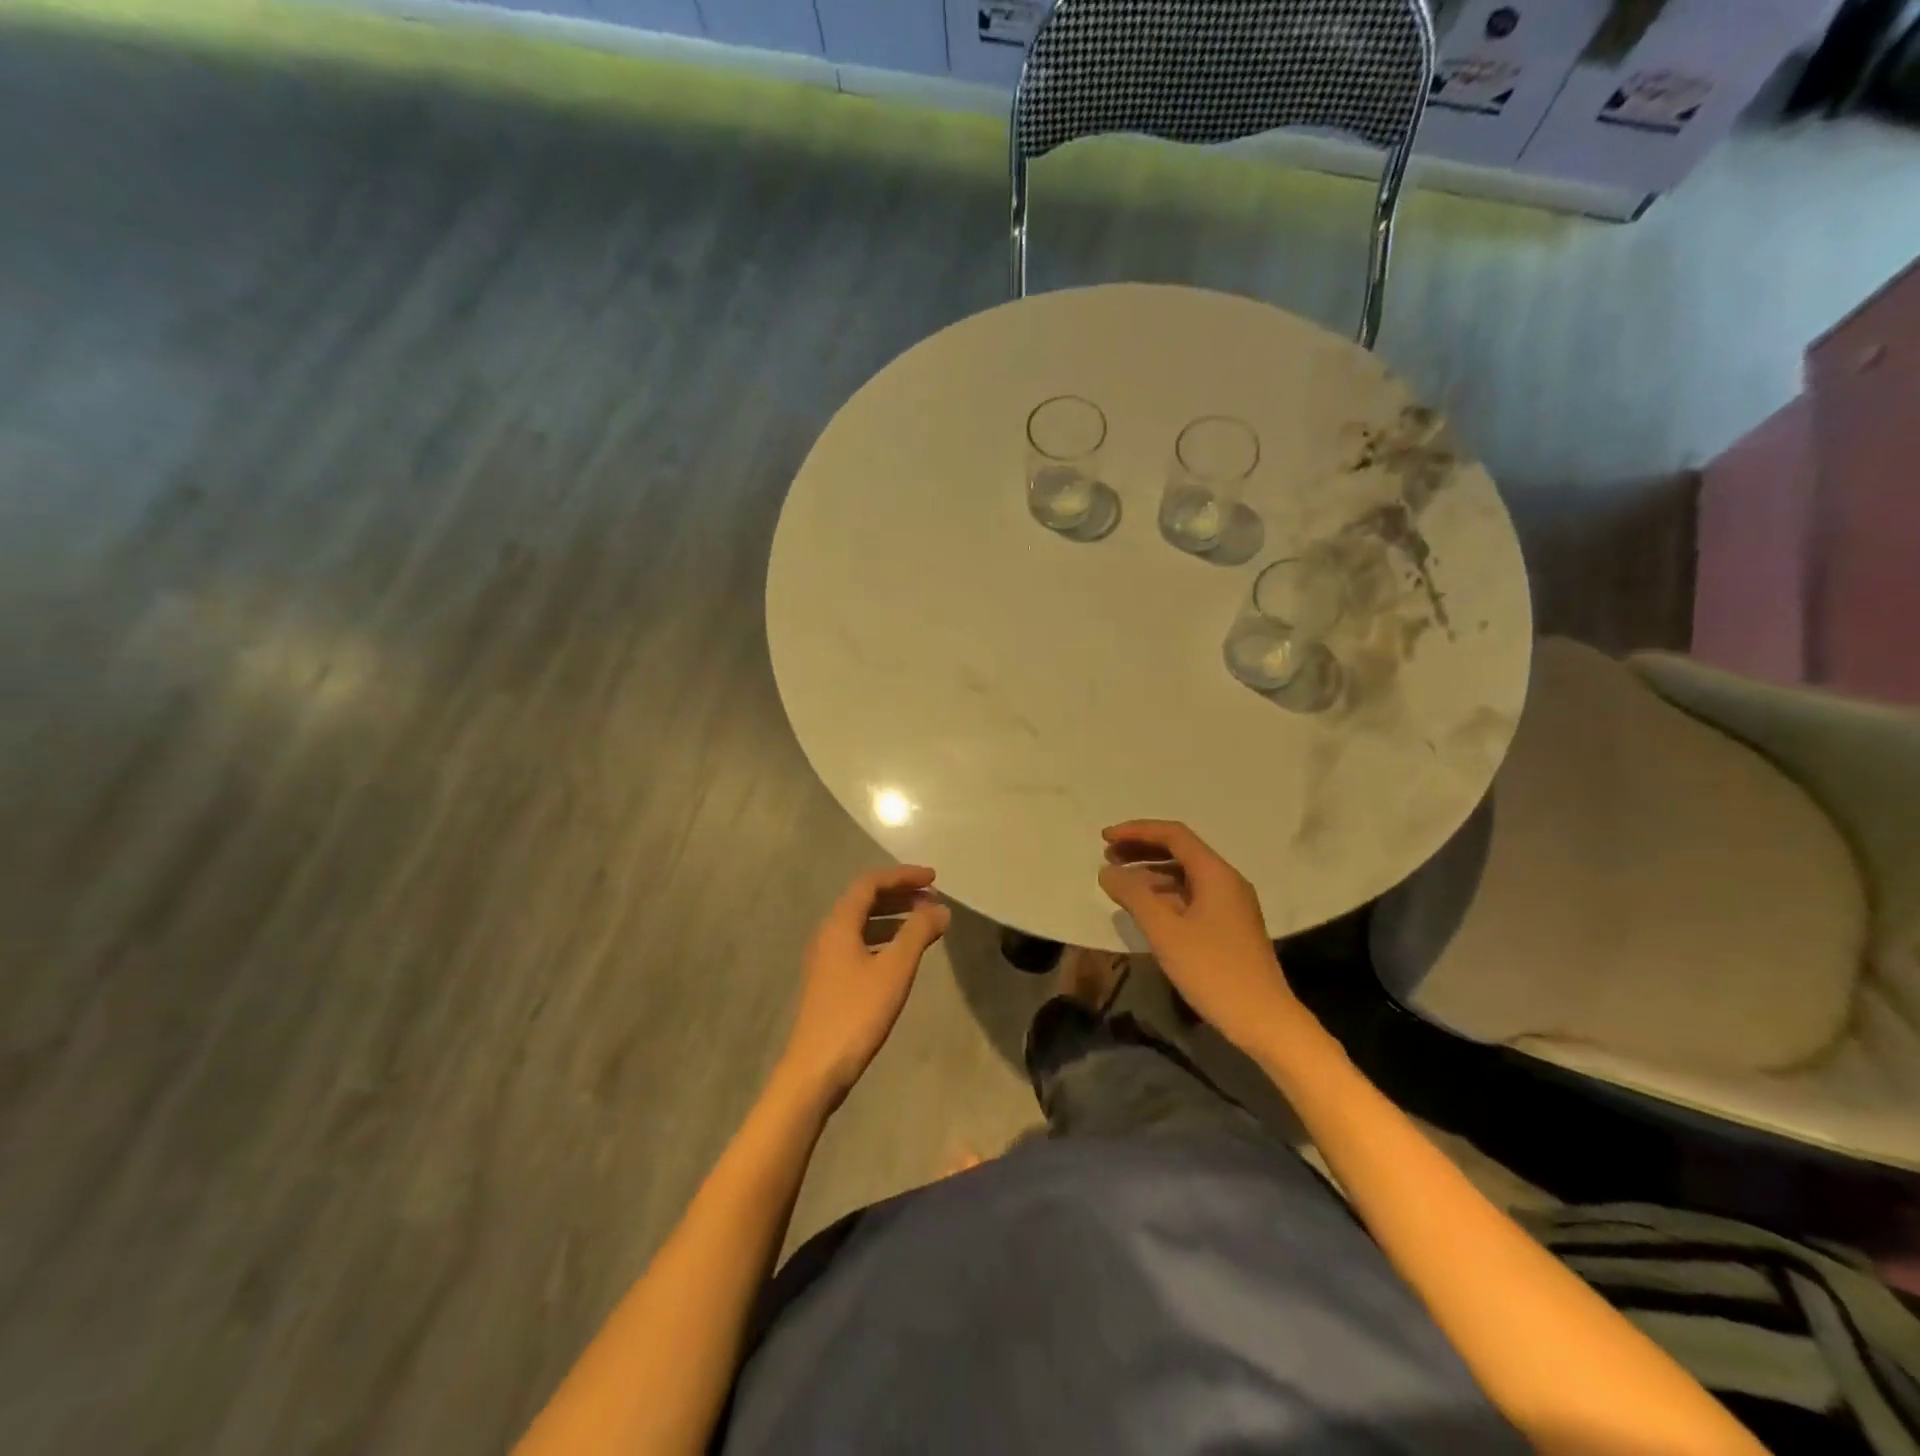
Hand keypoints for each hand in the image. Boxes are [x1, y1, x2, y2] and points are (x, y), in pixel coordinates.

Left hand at [776, 866, 950, 1108]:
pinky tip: (902, 954)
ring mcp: (826, 958)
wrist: (816, 1069)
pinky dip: (884, 938)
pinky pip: (860, 943)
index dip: (903, 876)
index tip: (934, 879)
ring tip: (925, 923)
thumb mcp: (895, 970)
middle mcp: (828, 933)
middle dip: (900, 894)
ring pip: (862, 923)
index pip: (871, 883)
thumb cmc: (856, 1014)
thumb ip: (918, 933)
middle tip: (933, 899)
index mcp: (839, 924)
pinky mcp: (830, 980)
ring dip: (894, 916)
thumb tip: (940, 909)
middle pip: (865, 900)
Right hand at [1097, 820, 1308, 1054]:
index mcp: (1215, 874)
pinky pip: (1191, 895)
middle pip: (1180, 850)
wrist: (1263, 1020)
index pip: (1173, 835)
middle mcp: (1226, 881)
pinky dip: (1163, 893)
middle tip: (1107, 855)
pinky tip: (1144, 907)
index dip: (1136, 831)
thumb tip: (1108, 872)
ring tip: (1119, 881)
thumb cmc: (1213, 971)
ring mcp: (1230, 904)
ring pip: (1184, 874)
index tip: (1104, 837)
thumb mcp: (1165, 932)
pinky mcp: (1228, 925)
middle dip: (1141, 849)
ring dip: (1150, 872)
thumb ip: (1134, 896)